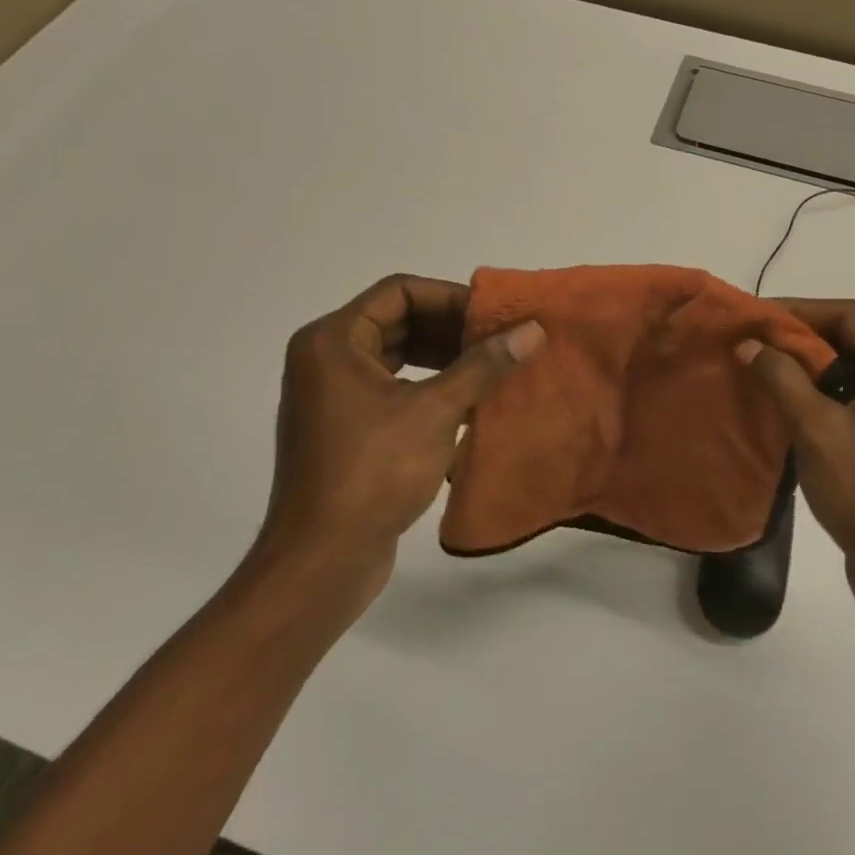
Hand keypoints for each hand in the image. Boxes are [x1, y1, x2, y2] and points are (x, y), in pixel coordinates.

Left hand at [256, 275, 544, 600]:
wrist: (321, 562)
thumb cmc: (372, 472)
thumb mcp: (435, 411)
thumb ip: (483, 366)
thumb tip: (533, 330)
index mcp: (332, 341)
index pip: (399, 292)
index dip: (450, 297)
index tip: (493, 316)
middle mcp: (325, 359)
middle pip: (397, 321)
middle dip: (450, 328)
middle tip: (499, 339)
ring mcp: (332, 396)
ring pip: (396, 356)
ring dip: (443, 357)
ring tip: (490, 366)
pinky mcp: (344, 429)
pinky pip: (391, 388)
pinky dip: (428, 386)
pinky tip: (467, 401)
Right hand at [736, 300, 854, 613]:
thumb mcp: (817, 429)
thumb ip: (781, 378)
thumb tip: (749, 344)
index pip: (850, 317)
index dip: (799, 312)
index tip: (755, 317)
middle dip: (802, 342)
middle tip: (754, 343)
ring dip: (811, 370)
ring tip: (764, 370)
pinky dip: (827, 396)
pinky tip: (790, 405)